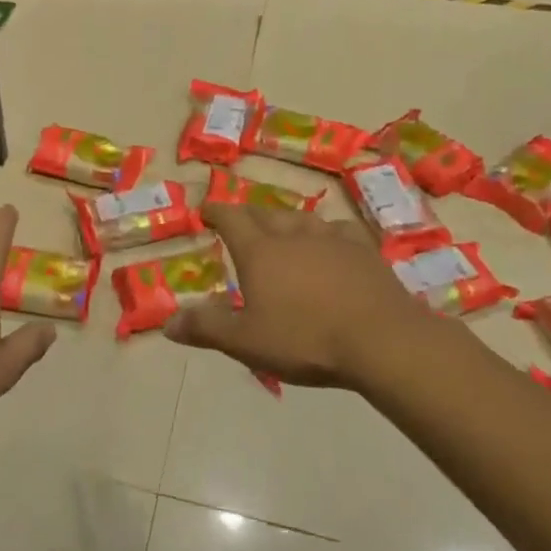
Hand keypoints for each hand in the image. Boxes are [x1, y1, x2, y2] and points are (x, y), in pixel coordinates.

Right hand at [164, 203, 448, 388]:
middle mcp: (293, 235)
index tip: (205, 209)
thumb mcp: (246, 341)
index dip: (215, 211)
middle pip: (264, 213)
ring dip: (285, 220)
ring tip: (280, 228)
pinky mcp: (364, 250)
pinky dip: (325, 232)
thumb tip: (167, 323)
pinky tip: (330, 241)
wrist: (382, 340)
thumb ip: (206, 328)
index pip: (231, 219)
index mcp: (260, 252)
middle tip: (238, 220)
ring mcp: (332, 239)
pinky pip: (338, 229)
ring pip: (302, 218)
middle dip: (246, 214)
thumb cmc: (306, 339)